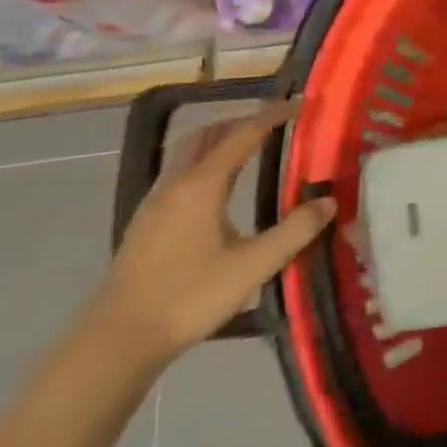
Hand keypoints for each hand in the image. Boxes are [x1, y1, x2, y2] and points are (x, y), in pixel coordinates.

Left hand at [91, 102, 336, 364]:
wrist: (117, 341)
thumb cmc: (189, 297)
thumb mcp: (254, 265)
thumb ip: (295, 231)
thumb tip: (329, 202)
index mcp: (202, 185)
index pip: (242, 134)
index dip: (272, 115)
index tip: (299, 105)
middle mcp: (176, 184)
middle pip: (207, 134)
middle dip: (241, 122)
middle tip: (273, 125)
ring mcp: (155, 203)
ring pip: (188, 154)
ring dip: (219, 141)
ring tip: (249, 150)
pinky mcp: (145, 224)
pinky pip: (178, 174)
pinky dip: (203, 163)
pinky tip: (217, 190)